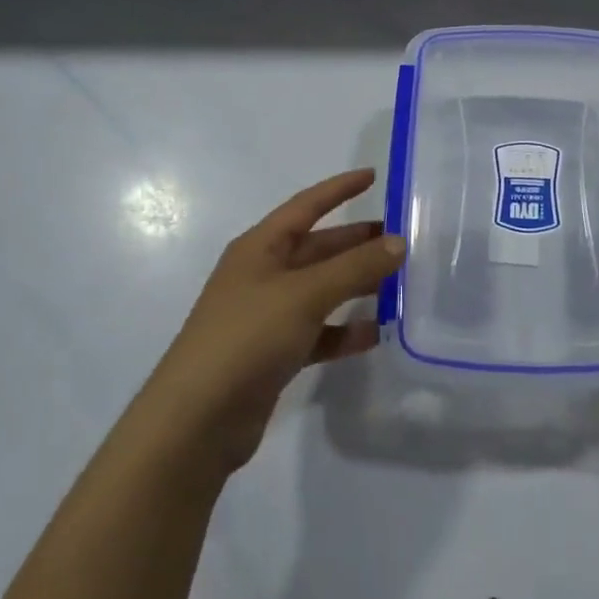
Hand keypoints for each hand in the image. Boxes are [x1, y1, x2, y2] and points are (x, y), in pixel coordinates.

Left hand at [144, 169, 402, 478]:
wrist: (196, 422)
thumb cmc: (247, 338)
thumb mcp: (305, 294)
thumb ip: (355, 267)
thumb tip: (399, 242)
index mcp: (260, 247)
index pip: (306, 206)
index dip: (339, 189)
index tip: (374, 176)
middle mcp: (263, 275)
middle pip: (318, 248)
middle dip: (357, 241)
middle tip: (402, 238)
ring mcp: (267, 316)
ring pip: (322, 290)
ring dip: (357, 285)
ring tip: (400, 283)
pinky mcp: (274, 354)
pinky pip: (319, 331)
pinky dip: (345, 330)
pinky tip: (376, 333)